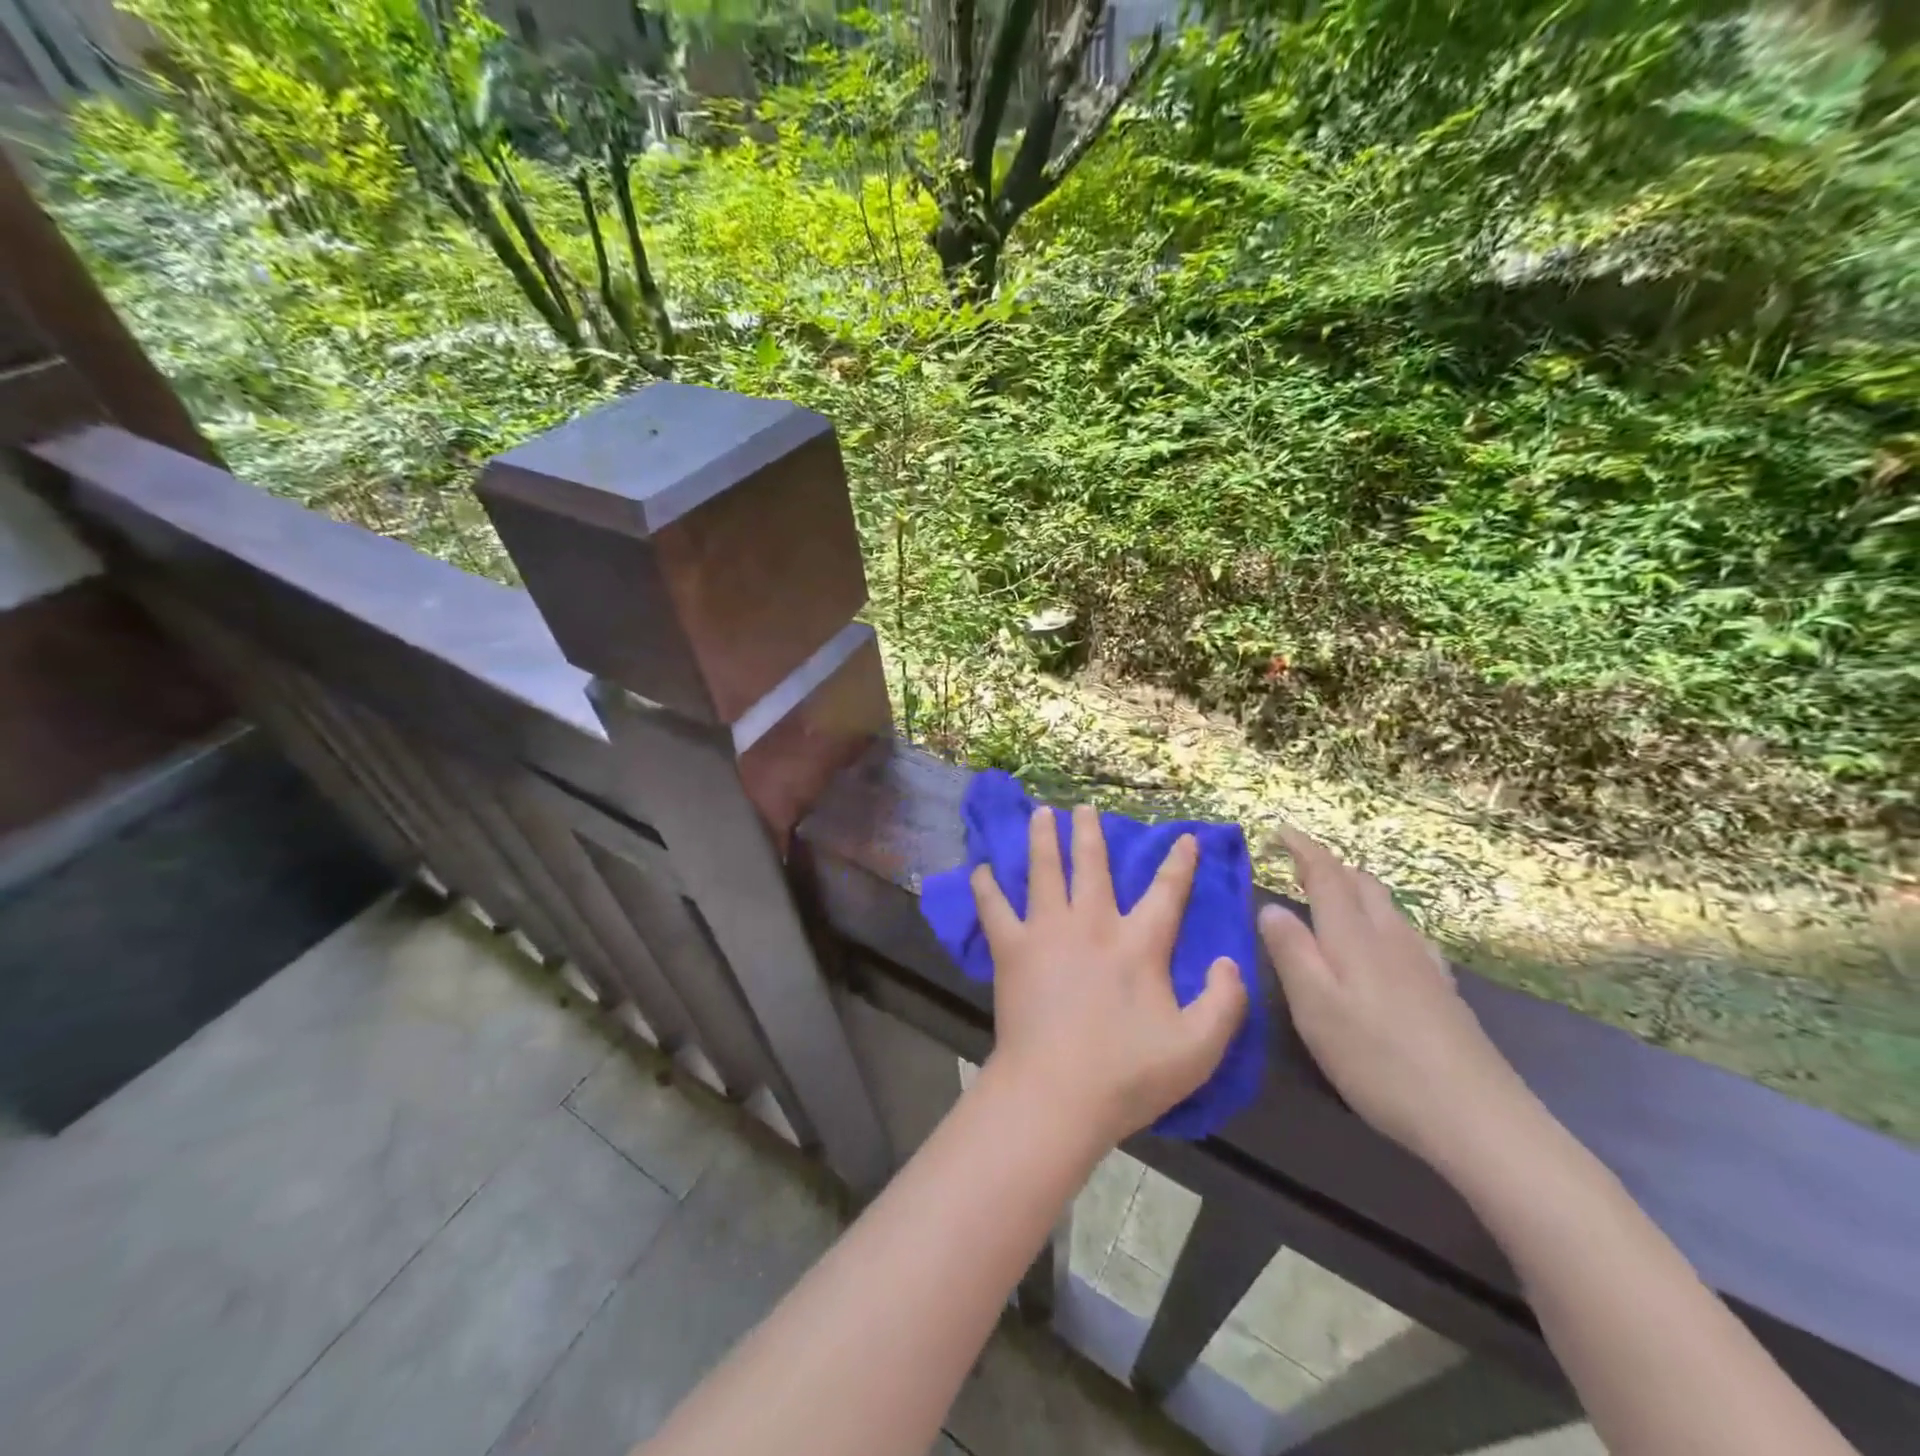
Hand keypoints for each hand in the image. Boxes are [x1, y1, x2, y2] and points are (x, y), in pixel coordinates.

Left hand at [972, 805, 1247, 1148]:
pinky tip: (978, 869)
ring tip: (1041, 813)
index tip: (1184, 836)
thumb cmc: (1127, 1074)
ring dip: (1043, 840)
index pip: (1166, 893)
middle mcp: (1092, 925)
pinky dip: (985, 886)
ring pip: (1044, 872)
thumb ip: (1225, 1003)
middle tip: (1085, 807)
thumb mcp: (1198, 1049)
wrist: (1056, 1093)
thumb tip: (1231, 961)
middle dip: (1091, 833)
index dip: (1179, 863)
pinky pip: (993, 908)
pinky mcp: (1011, 950)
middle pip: (1092, 866)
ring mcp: (1047, 932)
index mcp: (1138, 945)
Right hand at [1257, 828, 1537, 1174]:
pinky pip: (1406, 935)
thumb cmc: (1378, 1059)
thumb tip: (1270, 907)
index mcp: (1353, 937)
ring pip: (1387, 907)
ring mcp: (1423, 964)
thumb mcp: (1314, 1006)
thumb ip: (1290, 951)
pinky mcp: (1442, 992)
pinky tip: (1384, 947)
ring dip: (1356, 891)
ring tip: (1333, 900)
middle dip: (1329, 866)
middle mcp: (1391, 938)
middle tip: (1298, 865)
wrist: (1477, 1118)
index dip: (1303, 848)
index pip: (1326, 875)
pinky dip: (1382, 921)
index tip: (1280, 829)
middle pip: (1362, 884)